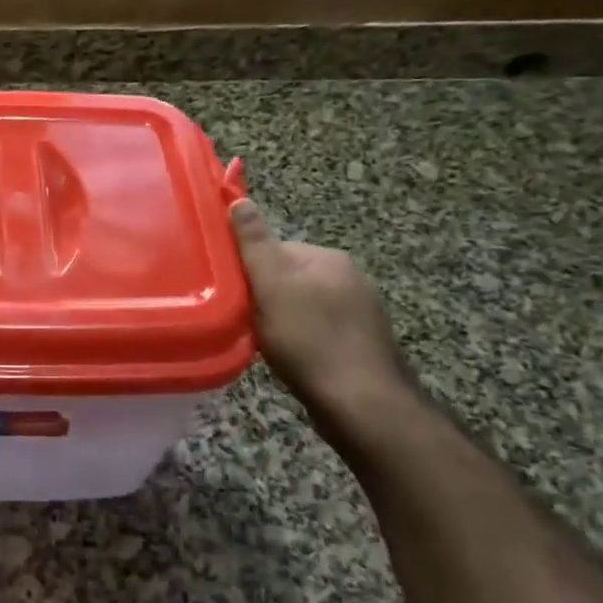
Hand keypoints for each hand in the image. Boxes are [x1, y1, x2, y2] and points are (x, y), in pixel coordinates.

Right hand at [230, 199, 412, 418]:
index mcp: (329, 257)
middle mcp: (352, 277)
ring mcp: (363, 312)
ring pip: (305, 306)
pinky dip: (304, 341)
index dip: (252, 271)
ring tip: (270, 344)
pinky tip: (295, 360)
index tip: (238, 295)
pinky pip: (321, 331)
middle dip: (268, 298)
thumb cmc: (308, 339)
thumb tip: (239, 199)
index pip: (277, 250)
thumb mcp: (271, 285)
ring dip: (286, 321)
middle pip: (291, 278)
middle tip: (249, 322)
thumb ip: (254, 243)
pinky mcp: (364, 344)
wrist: (361, 403)